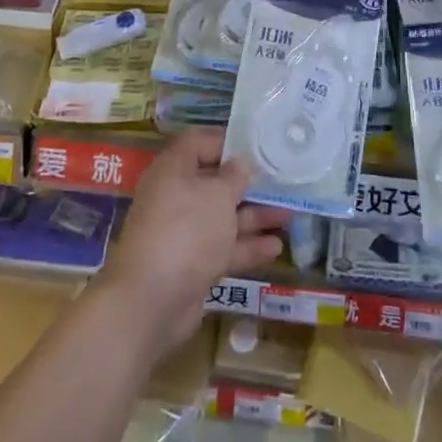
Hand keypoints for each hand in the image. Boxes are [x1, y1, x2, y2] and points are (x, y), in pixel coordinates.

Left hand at [97, 128, 289, 352]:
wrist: (152, 300)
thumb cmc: (187, 230)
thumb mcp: (218, 195)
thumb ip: (234, 177)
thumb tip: (239, 166)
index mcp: (174, 170)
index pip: (199, 143)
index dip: (227, 142)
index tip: (257, 147)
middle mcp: (175, 197)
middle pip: (214, 183)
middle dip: (248, 185)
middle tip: (280, 182)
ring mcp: (183, 233)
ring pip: (222, 218)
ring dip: (254, 216)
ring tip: (289, 214)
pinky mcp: (192, 265)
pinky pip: (223, 248)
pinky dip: (247, 246)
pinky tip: (276, 247)